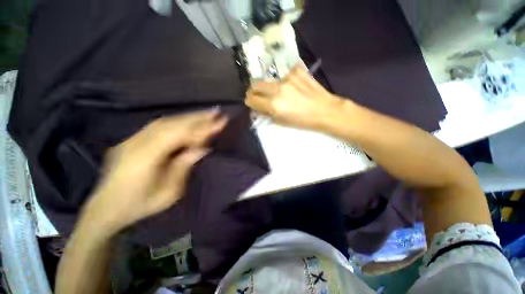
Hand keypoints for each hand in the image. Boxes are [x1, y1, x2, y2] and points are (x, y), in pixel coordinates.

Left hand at [80, 110, 227, 237]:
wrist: (108, 205)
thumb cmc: (138, 205)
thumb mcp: (166, 195)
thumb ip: (182, 168)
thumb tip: (199, 149)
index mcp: (148, 156)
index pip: (179, 134)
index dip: (200, 127)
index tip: (220, 122)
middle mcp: (140, 140)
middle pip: (171, 123)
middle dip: (195, 117)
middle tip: (217, 113)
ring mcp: (133, 138)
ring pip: (162, 122)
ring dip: (184, 118)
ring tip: (203, 116)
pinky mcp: (130, 139)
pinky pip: (154, 126)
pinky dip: (171, 123)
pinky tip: (181, 123)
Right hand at [245, 64, 343, 130]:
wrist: (326, 110)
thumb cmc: (305, 121)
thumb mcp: (283, 121)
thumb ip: (268, 113)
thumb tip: (259, 106)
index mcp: (274, 104)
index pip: (251, 99)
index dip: (250, 101)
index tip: (253, 101)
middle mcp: (277, 89)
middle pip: (256, 84)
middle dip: (255, 90)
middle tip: (260, 94)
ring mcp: (287, 78)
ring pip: (271, 79)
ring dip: (273, 85)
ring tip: (285, 91)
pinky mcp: (296, 71)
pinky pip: (285, 74)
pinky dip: (288, 80)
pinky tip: (296, 86)